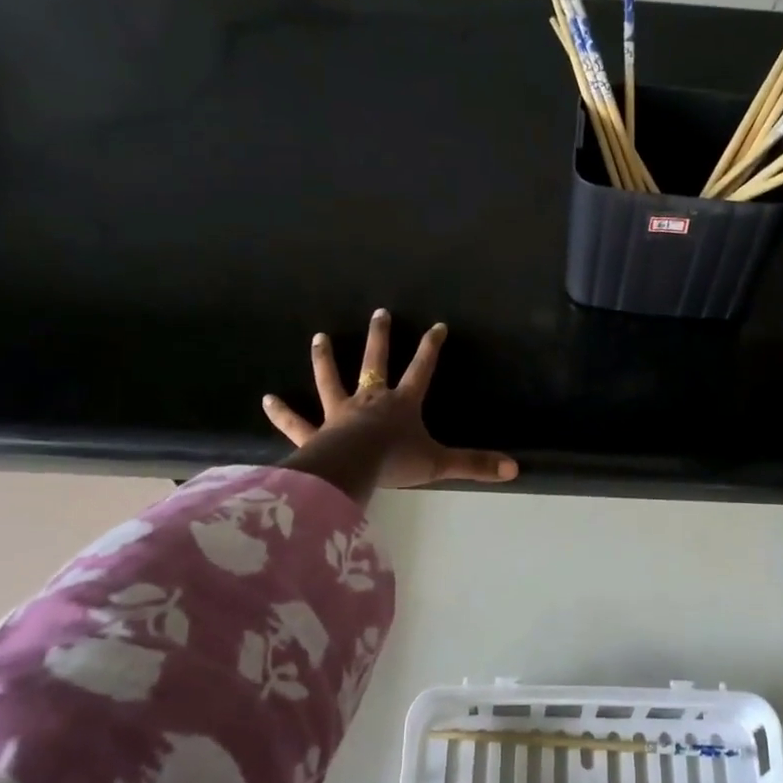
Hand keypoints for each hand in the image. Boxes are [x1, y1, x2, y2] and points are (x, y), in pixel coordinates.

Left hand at [262, 309, 518, 490]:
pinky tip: (267, 399)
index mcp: (401, 404)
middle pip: (375, 363)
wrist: (352, 470)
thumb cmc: (396, 463)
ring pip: (331, 381)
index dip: (431, 348)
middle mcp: (370, 401)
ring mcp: (339, 414)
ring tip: (319, 337)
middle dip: (380, 338)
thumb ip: (475, 465)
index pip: (421, 369)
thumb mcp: (440, 464)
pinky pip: (297, 422)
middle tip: (379, 312)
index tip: (437, 326)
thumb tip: (515, 469)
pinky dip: (282, 413)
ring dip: (325, 359)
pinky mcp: (315, 433)